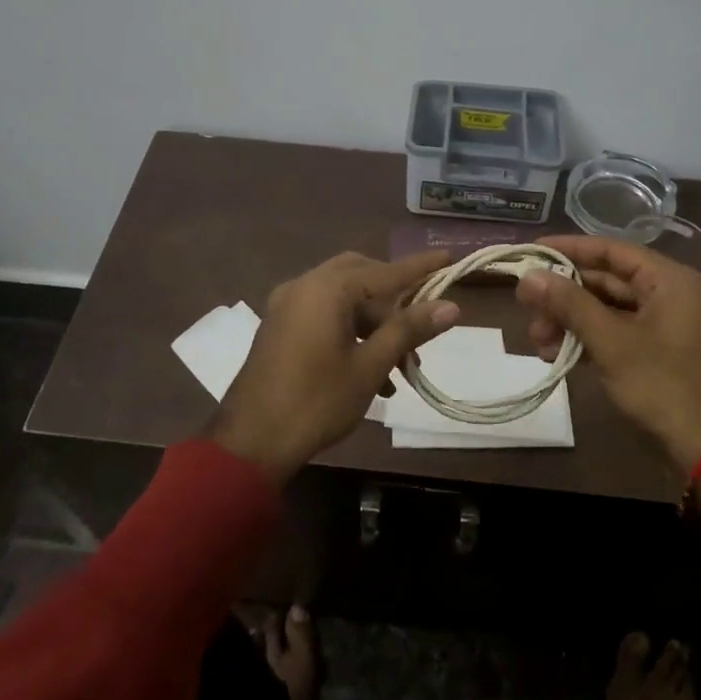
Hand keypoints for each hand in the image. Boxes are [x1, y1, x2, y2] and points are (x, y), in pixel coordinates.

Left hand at [209, 250, 458, 482]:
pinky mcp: (280, 326)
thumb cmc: (316, 401)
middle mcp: (304, 286)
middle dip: (393, 300)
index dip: (420, 268)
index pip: (385, 271)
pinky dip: (349, 330)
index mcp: (327, 289)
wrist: (251, 442)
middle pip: (361, 276)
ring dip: (373, 323)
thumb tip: (450, 306)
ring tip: (399, 365)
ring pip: (342, 298)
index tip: (449, 257)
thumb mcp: (370, 366)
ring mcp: (287, 305)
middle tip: (418, 327)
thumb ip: (408, 330)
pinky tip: (370, 371)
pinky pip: (323, 313)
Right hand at [516, 235, 700, 480]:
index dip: (569, 249)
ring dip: (573, 322)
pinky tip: (559, 356)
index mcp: (670, 281)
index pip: (612, 250)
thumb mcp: (611, 342)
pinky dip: (591, 341)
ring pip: (611, 311)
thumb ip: (569, 304)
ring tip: (539, 343)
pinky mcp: (664, 354)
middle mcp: (672, 296)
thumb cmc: (664, 385)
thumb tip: (528, 276)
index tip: (532, 251)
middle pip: (608, 282)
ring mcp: (669, 327)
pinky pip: (621, 334)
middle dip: (565, 296)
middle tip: (527, 309)